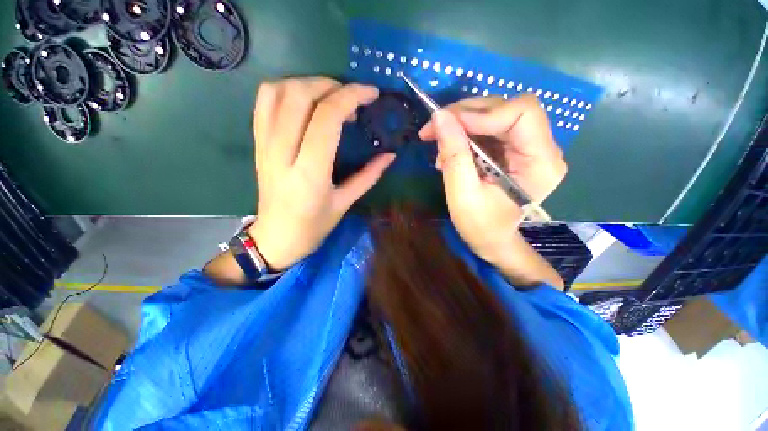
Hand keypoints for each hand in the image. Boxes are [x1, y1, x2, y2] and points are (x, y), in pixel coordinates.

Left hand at [248, 78, 395, 270]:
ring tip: (330, 97)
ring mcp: (264, 145)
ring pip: (278, 91)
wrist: (276, 237)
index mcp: (310, 173)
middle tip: (352, 98)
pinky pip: (264, 102)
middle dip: (332, 86)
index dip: (351, 97)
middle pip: (300, 95)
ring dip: (309, 84)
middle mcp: (282, 153)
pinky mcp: (257, 143)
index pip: (327, 118)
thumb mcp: (345, 203)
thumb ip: (369, 176)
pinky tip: (305, 102)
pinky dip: (286, 90)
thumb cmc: (314, 226)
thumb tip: (390, 155)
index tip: (370, 94)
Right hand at [419, 95, 566, 263]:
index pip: (521, 113)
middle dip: (465, 114)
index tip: (447, 125)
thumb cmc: (481, 226)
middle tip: (433, 129)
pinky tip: (449, 150)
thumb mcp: (462, 194)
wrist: (492, 240)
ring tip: (439, 145)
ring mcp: (527, 147)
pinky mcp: (512, 149)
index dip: (482, 113)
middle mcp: (541, 148)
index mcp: (541, 162)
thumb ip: (454, 155)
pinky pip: (487, 128)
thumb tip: (440, 116)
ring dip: (460, 124)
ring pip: (493, 114)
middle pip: (505, 108)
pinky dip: (463, 134)